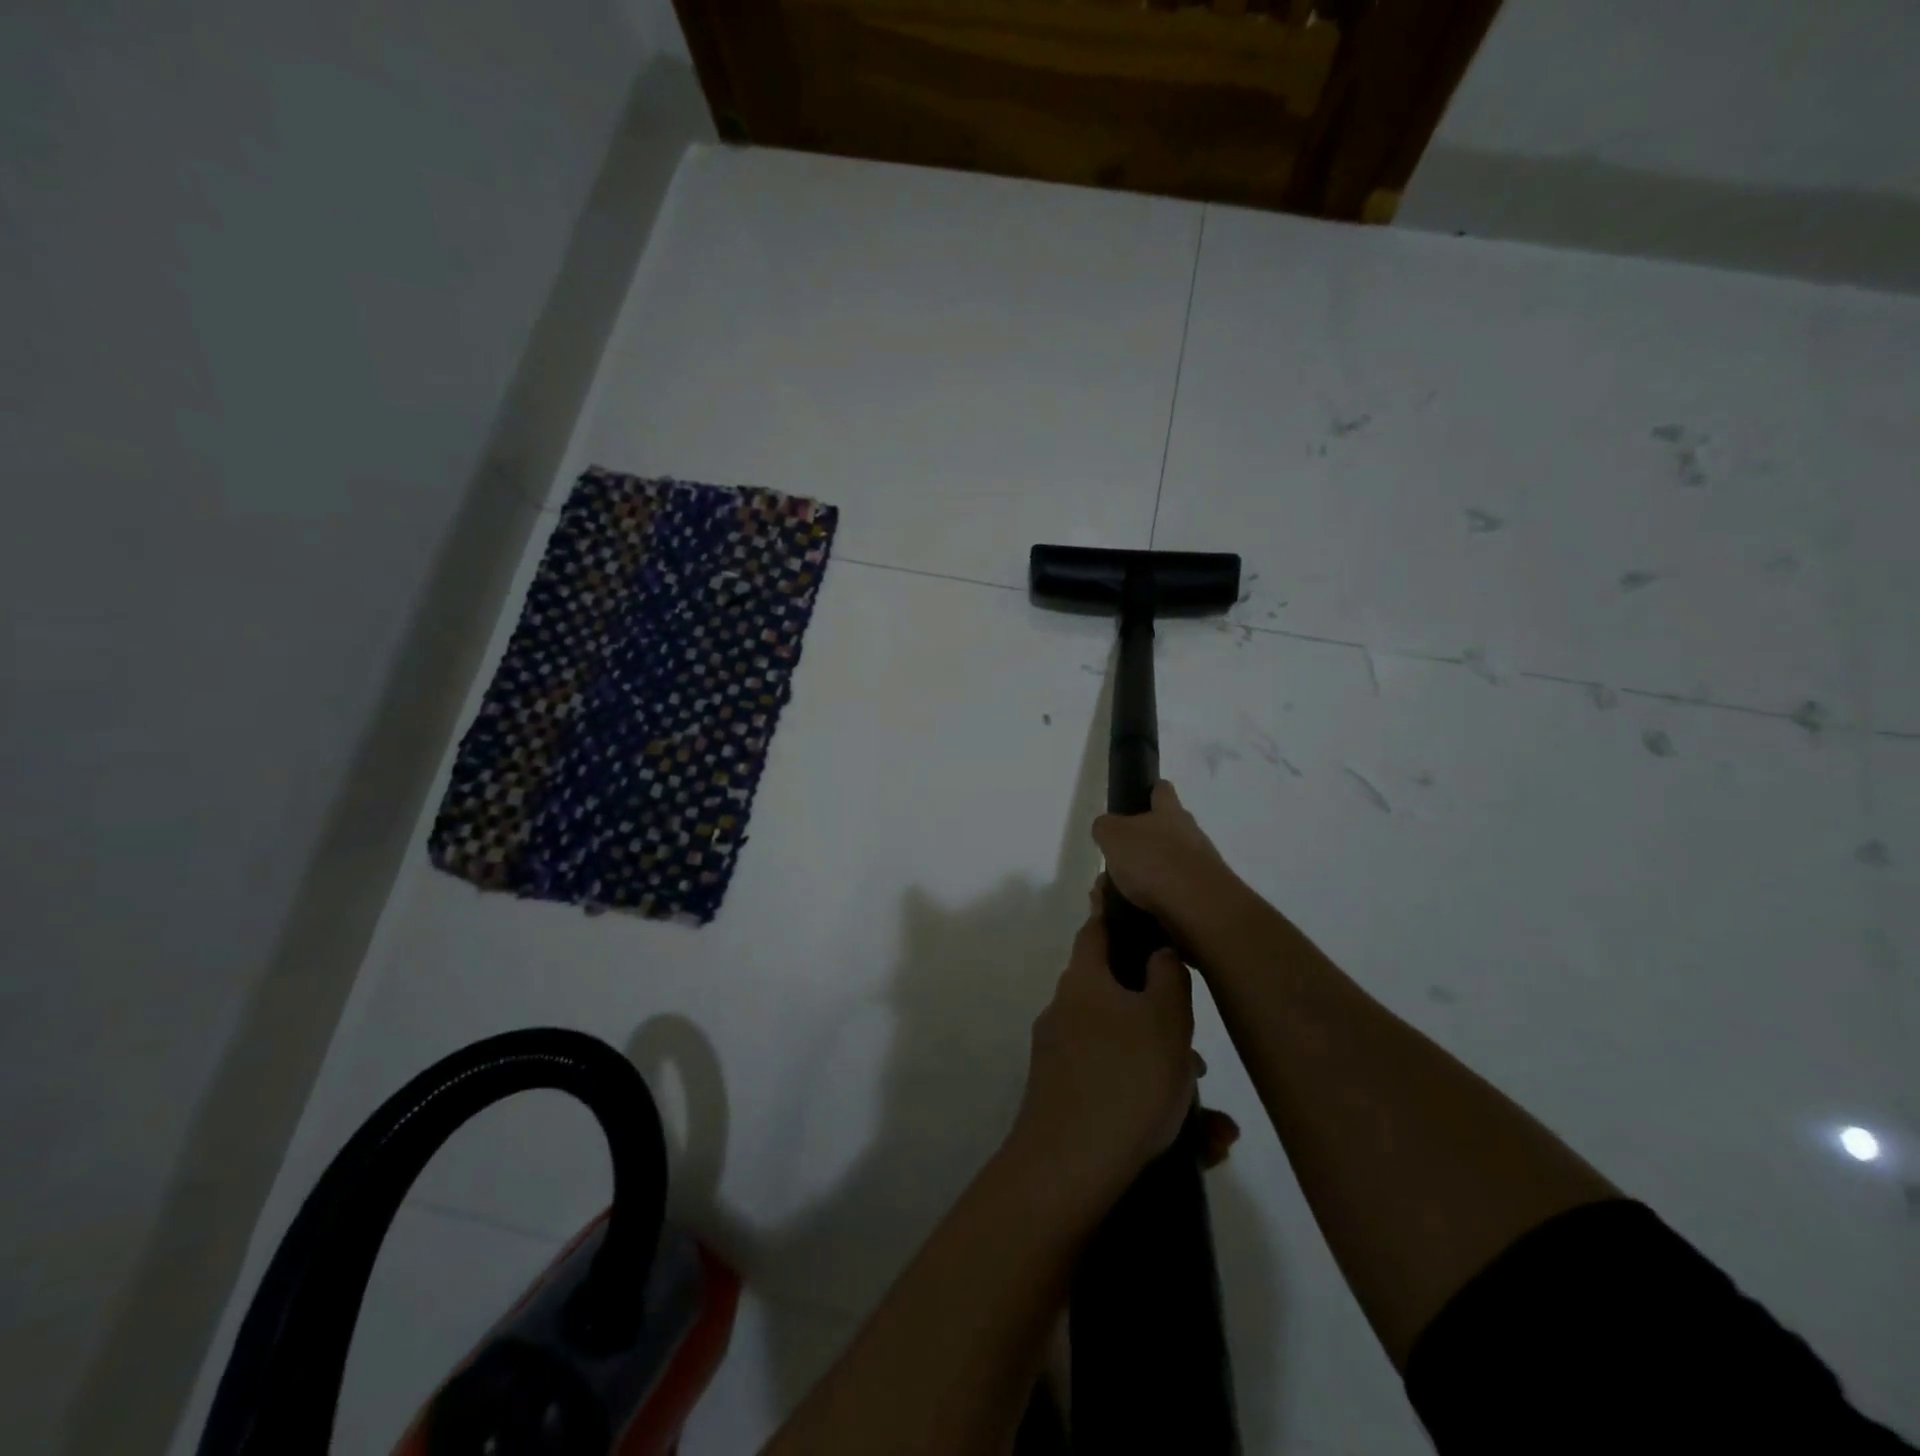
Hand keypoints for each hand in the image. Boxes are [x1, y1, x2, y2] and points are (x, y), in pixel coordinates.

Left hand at [1007, 885, 1237, 1211]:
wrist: (1068, 1170)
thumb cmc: (1125, 1080)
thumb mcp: (1165, 1020)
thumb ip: (1168, 977)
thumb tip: (1160, 951)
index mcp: (1084, 983)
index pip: (1096, 930)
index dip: (1112, 911)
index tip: (1124, 897)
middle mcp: (1066, 1013)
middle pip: (1118, 997)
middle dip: (1163, 1020)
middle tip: (1198, 1052)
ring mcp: (1062, 1060)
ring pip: (1126, 1052)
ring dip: (1168, 1074)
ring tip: (1213, 1120)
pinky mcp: (1066, 1101)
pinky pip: (1119, 1091)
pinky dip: (1155, 1109)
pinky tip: (1201, 1146)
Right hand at [1091, 781, 1243, 947]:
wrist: (1198, 908)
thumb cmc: (1154, 861)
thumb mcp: (1114, 836)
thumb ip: (1105, 828)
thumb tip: (1106, 829)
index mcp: (1170, 812)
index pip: (1162, 790)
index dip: (1150, 791)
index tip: (1137, 800)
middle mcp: (1189, 835)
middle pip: (1163, 832)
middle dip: (1138, 846)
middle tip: (1114, 862)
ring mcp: (1199, 868)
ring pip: (1163, 867)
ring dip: (1141, 879)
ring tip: (1116, 895)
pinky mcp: (1201, 898)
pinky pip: (1169, 896)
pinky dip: (1151, 903)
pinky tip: (1133, 912)